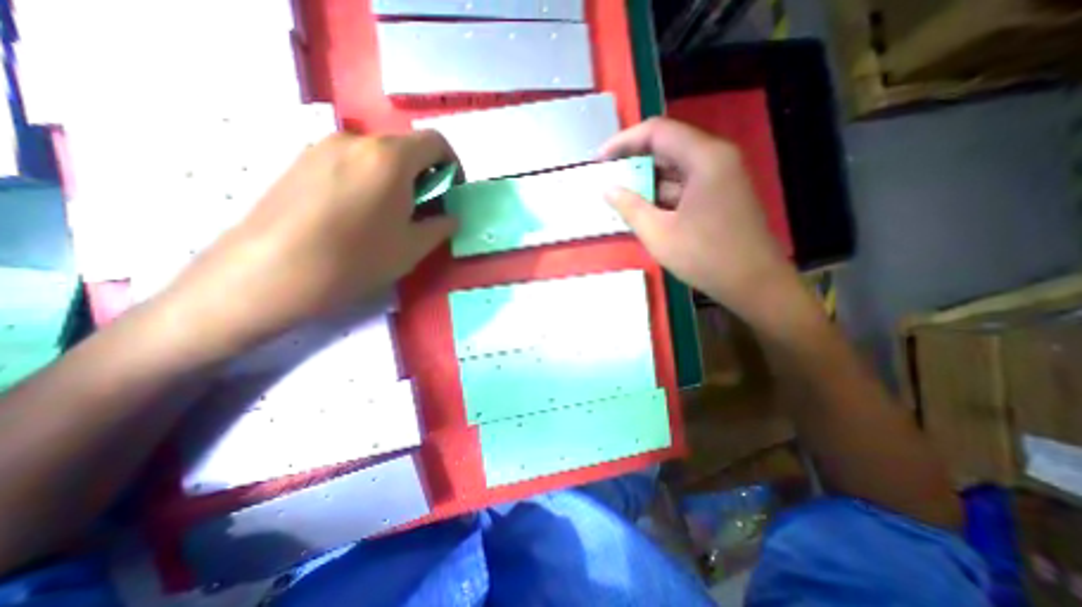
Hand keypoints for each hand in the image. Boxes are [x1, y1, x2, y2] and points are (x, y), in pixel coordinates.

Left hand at [152, 130, 454, 361]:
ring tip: (390, 215)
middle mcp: (356, 141)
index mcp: (390, 158)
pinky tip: (358, 214)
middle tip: (423, 209)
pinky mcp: (299, 161)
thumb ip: (440, 226)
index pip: (436, 142)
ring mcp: (322, 148)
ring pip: (375, 156)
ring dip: (395, 178)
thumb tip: (450, 217)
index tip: (451, 193)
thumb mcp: (412, 248)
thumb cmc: (356, 259)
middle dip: (424, 175)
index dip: (452, 166)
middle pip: (404, 148)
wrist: (270, 272)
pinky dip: (367, 179)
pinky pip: (348, 163)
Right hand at [605, 117, 796, 320]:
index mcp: (704, 158)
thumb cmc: (705, 257)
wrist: (753, 283)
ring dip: (647, 181)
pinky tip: (642, 209)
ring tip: (619, 196)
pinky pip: (684, 185)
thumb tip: (608, 189)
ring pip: (675, 168)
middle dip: (633, 162)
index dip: (623, 141)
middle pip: (667, 147)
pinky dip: (661, 194)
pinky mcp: (720, 194)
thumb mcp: (658, 234)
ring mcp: (720, 177)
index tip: (599, 159)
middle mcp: (715, 158)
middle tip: (607, 178)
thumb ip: (629, 207)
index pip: (657, 132)